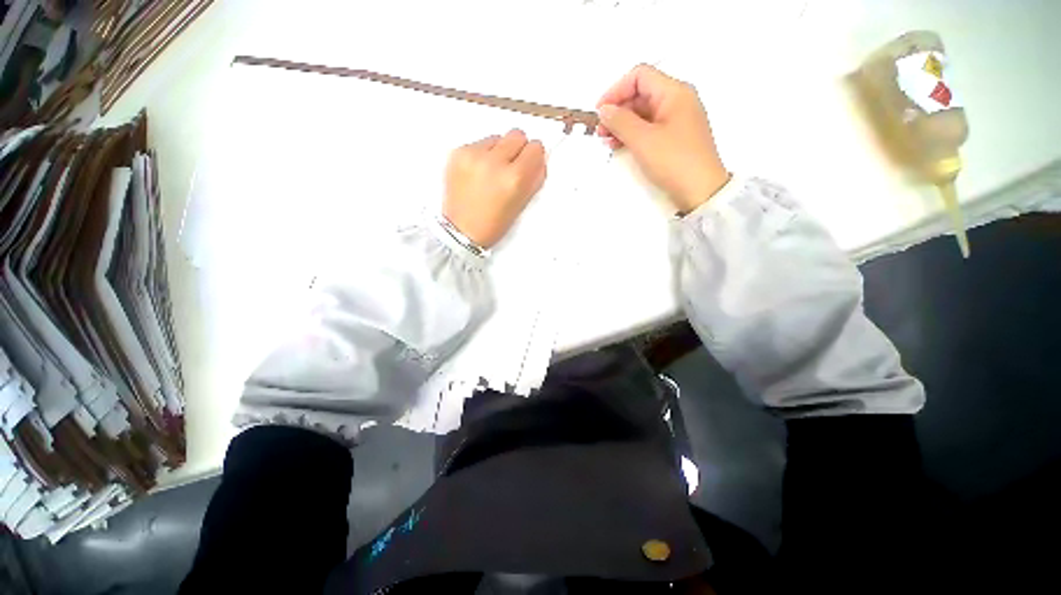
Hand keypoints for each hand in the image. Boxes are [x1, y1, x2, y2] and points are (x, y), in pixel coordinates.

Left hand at [443, 129, 546, 248]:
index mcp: (514, 178)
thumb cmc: (492, 225)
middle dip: (517, 149)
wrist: (460, 231)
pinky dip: (481, 155)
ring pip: (497, 137)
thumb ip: (534, 179)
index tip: (529, 164)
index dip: (534, 157)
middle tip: (511, 167)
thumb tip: (539, 159)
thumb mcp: (521, 205)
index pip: (535, 148)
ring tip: (491, 173)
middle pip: (517, 134)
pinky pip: (477, 143)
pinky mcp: (457, 153)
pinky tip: (477, 173)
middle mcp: (494, 162)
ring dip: (498, 151)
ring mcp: (473, 155)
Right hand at [597, 65, 729, 212]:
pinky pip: (649, 127)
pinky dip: (633, 134)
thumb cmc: (674, 161)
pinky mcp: (674, 137)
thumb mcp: (643, 140)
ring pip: (643, 112)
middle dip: (618, 109)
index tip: (600, 112)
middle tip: (600, 131)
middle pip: (641, 94)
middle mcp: (677, 100)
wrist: (701, 191)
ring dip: (623, 124)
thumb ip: (621, 121)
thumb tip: (604, 110)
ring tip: (607, 141)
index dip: (616, 90)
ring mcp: (677, 119)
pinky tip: (620, 145)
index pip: (640, 76)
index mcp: (674, 92)